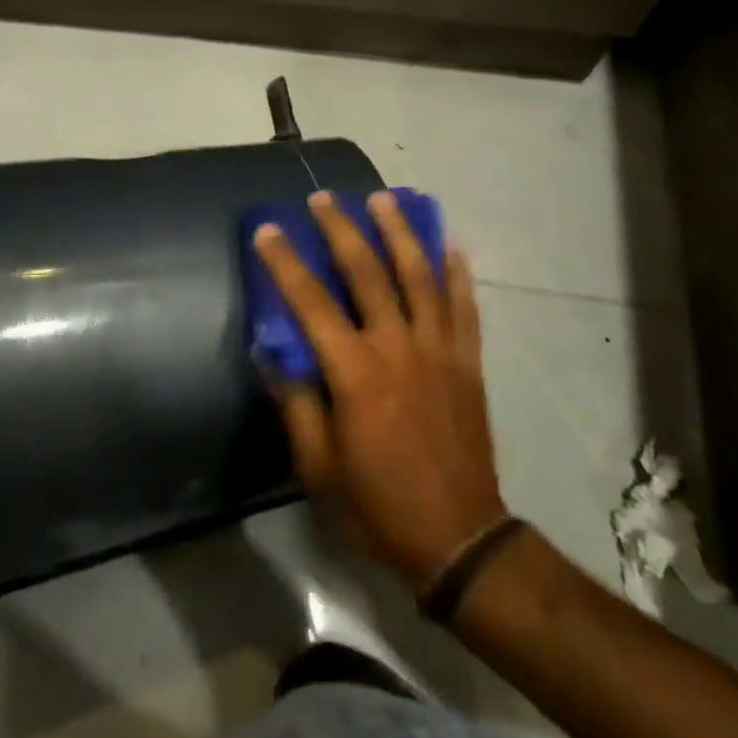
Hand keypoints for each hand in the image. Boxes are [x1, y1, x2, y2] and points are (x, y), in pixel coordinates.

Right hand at [253, 191, 506, 592]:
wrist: (459, 539)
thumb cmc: (377, 506)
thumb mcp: (318, 467)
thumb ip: (297, 404)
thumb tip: (270, 353)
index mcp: (356, 374)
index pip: (312, 303)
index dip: (286, 263)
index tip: (268, 230)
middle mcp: (398, 349)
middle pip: (369, 273)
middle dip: (344, 230)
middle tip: (325, 198)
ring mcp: (439, 352)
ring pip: (421, 277)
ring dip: (401, 233)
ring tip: (385, 199)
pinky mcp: (468, 364)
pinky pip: (464, 307)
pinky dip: (457, 273)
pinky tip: (448, 244)